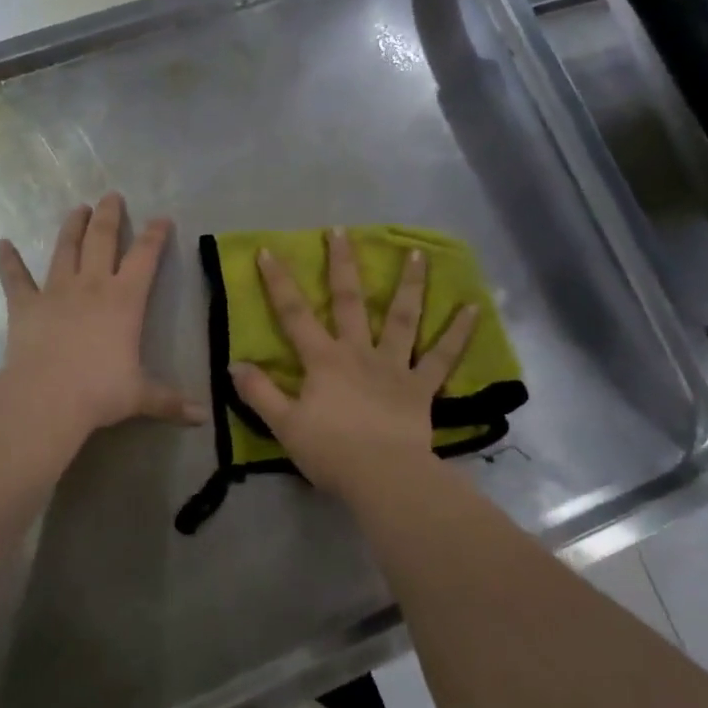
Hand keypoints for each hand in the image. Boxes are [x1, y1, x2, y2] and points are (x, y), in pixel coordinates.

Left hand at [0, 193, 205, 438]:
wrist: (46, 398)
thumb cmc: (100, 391)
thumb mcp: (141, 396)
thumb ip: (170, 401)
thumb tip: (202, 417)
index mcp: (124, 299)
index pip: (145, 257)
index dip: (155, 235)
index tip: (161, 218)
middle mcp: (91, 285)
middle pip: (102, 239)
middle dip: (109, 215)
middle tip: (111, 195)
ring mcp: (55, 291)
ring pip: (64, 249)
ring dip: (71, 226)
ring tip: (77, 208)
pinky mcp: (24, 305)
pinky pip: (15, 278)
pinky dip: (8, 260)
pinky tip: (2, 243)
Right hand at [229, 228, 476, 498]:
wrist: (382, 477)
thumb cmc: (330, 452)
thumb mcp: (284, 425)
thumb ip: (259, 392)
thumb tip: (234, 364)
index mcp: (323, 360)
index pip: (294, 314)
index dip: (278, 282)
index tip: (269, 251)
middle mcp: (358, 352)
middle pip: (349, 300)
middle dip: (342, 264)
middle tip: (342, 231)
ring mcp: (393, 366)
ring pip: (402, 318)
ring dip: (410, 284)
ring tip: (418, 253)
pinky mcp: (421, 386)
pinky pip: (442, 357)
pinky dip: (458, 334)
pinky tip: (473, 309)